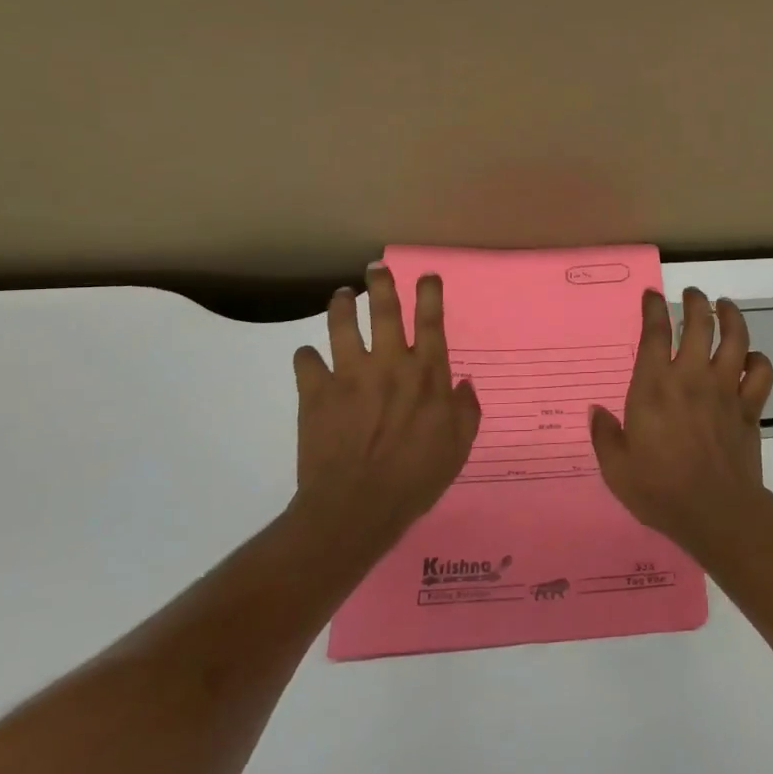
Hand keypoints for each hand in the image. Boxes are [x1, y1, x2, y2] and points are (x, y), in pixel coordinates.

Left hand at [289, 266, 482, 562]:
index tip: (426, 274)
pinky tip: (308, 358)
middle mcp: (389, 363)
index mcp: (427, 373)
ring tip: (340, 295)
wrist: (356, 506)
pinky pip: (306, 362)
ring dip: (341, 305)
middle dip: (381, 284)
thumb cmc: (416, 477)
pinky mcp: (316, 392)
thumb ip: (466, 410)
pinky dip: (306, 357)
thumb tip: (462, 383)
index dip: (429, 293)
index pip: (430, 321)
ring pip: (342, 325)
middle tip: (376, 267)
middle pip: (384, 310)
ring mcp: (350, 374)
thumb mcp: (458, 446)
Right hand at [589, 286, 772, 561]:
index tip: (652, 295)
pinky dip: (758, 359)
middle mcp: (691, 377)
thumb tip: (596, 411)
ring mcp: (725, 389)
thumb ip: (604, 435)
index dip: (653, 308)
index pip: (654, 332)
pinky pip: (761, 372)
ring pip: (735, 338)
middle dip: (695, 301)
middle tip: (692, 294)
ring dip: (731, 316)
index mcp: (654, 386)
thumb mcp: (616, 468)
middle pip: (699, 323)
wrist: (716, 513)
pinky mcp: (749, 407)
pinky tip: (751, 357)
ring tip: (725, 306)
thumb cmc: (660, 490)